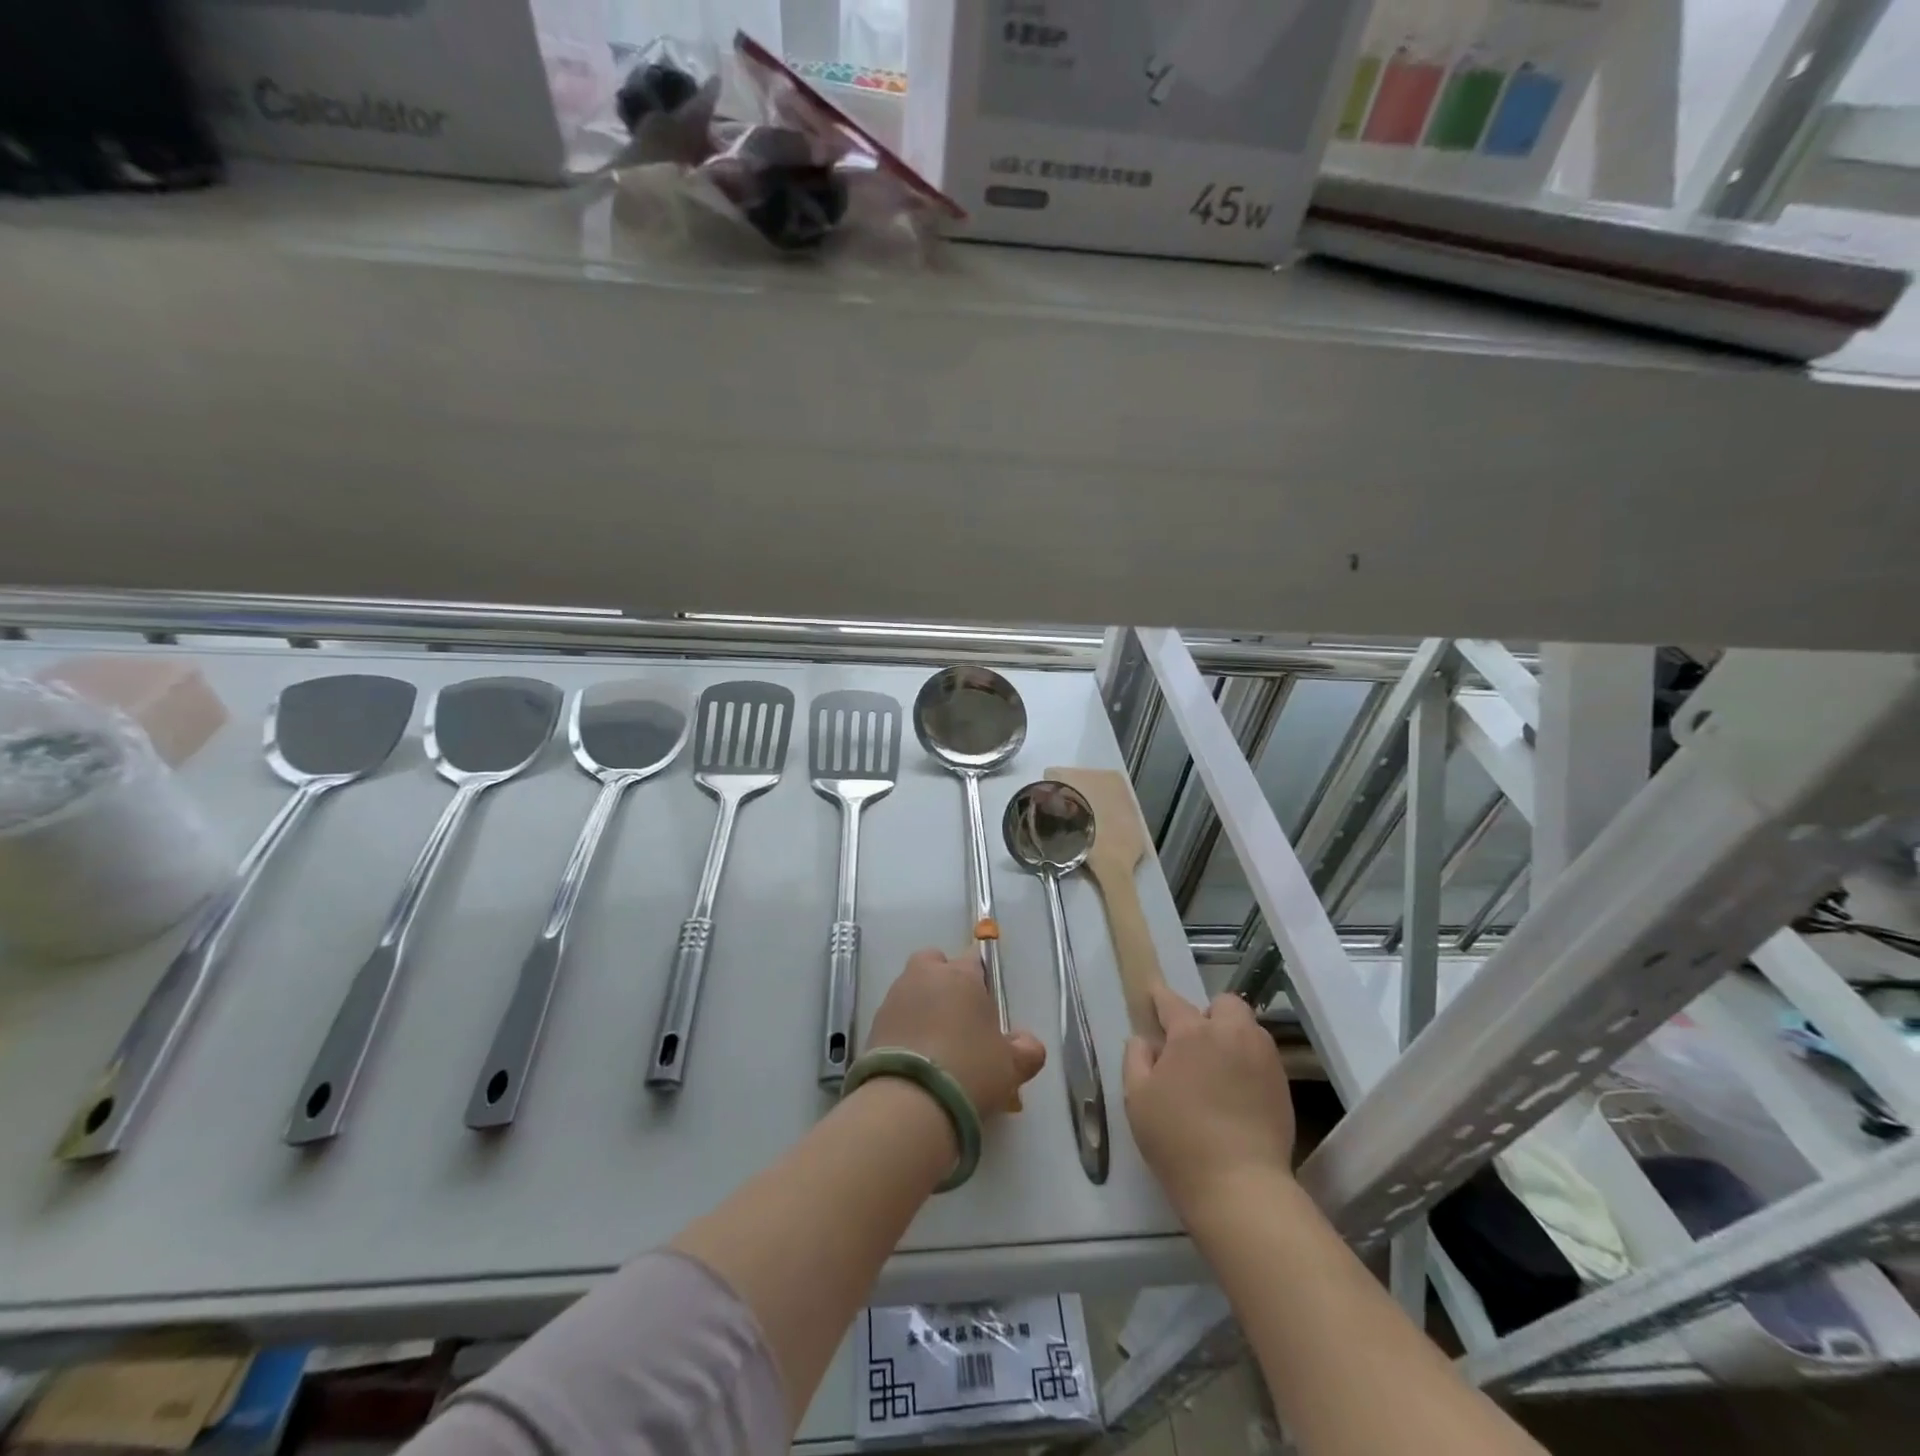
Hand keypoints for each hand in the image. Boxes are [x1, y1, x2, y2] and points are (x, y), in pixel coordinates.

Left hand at [868, 948, 1046, 1116]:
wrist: (909, 1100)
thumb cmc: (970, 1070)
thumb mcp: (1011, 1066)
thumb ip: (1026, 1050)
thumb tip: (1027, 1043)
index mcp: (961, 975)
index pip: (974, 959)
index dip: (981, 979)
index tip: (986, 1006)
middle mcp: (925, 976)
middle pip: (934, 963)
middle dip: (944, 981)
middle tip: (958, 1018)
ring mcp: (895, 998)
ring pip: (911, 988)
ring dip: (922, 1006)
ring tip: (936, 1045)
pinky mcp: (873, 1024)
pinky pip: (895, 1017)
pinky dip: (904, 1029)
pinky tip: (915, 1059)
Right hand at [1124, 985, 1294, 1212]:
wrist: (1240, 1186)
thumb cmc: (1178, 1139)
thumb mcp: (1137, 1099)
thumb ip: (1136, 1059)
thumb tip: (1145, 1040)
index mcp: (1192, 1033)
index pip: (1172, 1002)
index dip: (1160, 996)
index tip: (1154, 994)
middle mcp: (1231, 1034)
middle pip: (1224, 1004)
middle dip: (1210, 1014)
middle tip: (1195, 1044)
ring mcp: (1263, 1058)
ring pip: (1249, 1029)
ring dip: (1232, 1037)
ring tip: (1219, 1069)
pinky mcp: (1282, 1085)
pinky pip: (1263, 1057)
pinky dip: (1249, 1063)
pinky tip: (1238, 1093)